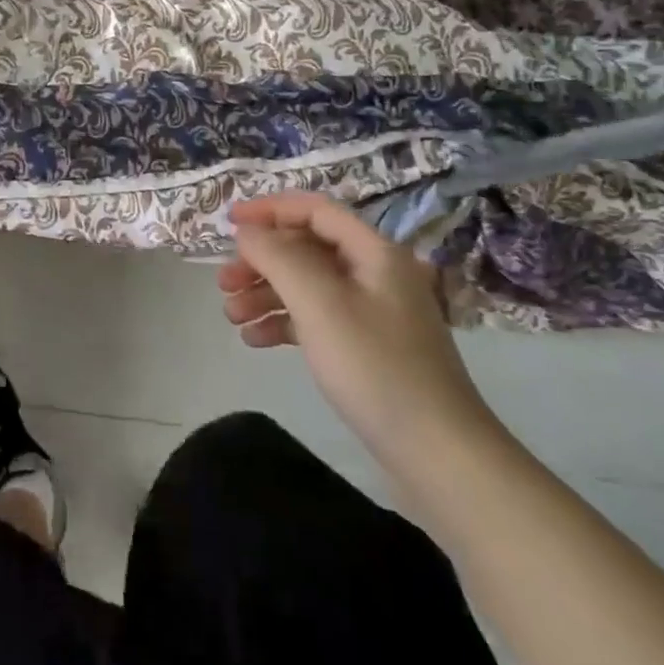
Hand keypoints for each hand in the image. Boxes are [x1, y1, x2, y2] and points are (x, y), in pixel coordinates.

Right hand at [221, 192, 503, 483]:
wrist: (439, 455)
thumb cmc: (376, 367)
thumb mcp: (319, 303)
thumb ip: (277, 257)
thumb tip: (248, 232)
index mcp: (374, 252)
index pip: (314, 210)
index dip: (269, 209)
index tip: (228, 223)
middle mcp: (375, 274)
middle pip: (306, 249)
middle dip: (261, 261)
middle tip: (223, 282)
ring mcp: (372, 313)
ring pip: (307, 285)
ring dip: (266, 293)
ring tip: (231, 316)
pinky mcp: (367, 347)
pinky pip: (316, 318)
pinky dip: (283, 322)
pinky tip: (255, 340)